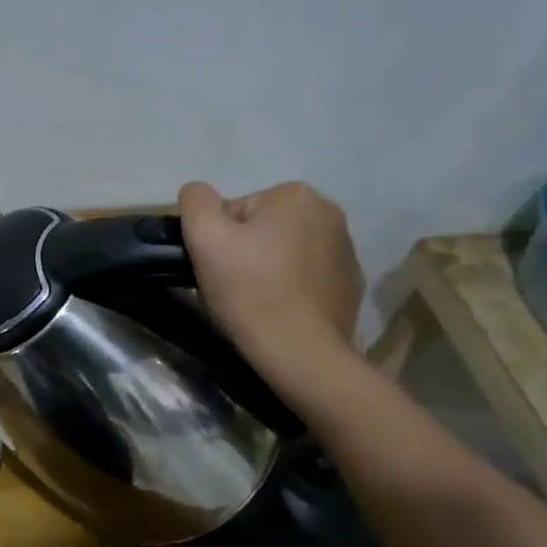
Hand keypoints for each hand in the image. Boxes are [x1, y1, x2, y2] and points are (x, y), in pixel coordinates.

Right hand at [177, 181, 363, 377]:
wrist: (300, 353)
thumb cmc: (250, 290)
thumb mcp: (204, 237)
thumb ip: (195, 201)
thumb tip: (198, 193)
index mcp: (295, 195)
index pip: (236, 210)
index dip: (219, 239)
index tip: (218, 268)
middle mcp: (329, 213)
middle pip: (263, 227)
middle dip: (245, 251)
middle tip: (232, 286)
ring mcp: (346, 249)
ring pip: (285, 251)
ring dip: (268, 268)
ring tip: (256, 302)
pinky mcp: (351, 284)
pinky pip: (307, 275)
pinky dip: (291, 287)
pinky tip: (280, 311)